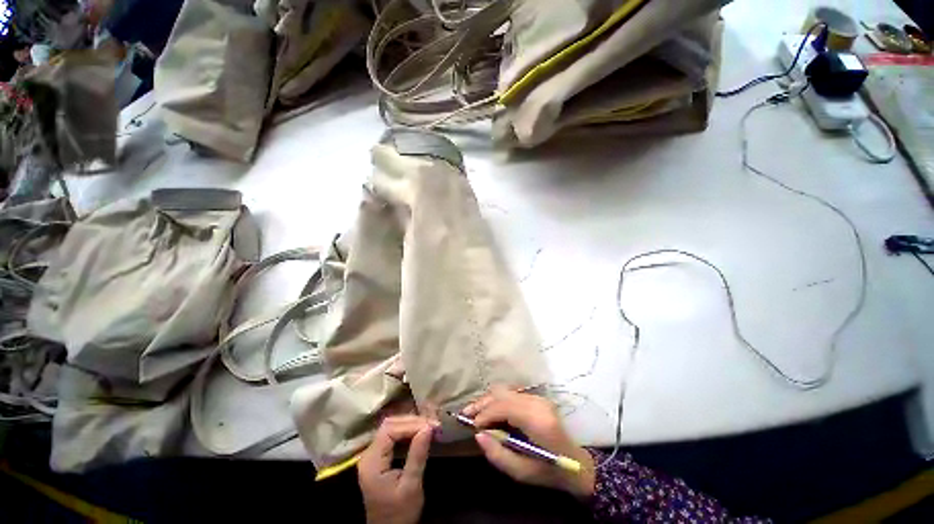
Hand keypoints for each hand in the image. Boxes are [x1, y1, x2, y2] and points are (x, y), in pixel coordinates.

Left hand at [358, 416, 437, 523]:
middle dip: (412, 421)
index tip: (431, 426)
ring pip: (391, 427)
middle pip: (389, 425)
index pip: (390, 430)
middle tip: (432, 424)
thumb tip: (428, 427)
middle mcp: (368, 454)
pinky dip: (407, 431)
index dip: (411, 424)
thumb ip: (417, 455)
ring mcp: (372, 455)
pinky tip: (419, 432)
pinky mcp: (378, 457)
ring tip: (429, 426)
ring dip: (410, 424)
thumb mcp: (411, 486)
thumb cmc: (400, 513)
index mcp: (372, 462)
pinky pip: (392, 435)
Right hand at [463, 388, 595, 499]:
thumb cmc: (549, 472)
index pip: (504, 406)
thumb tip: (478, 435)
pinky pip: (511, 394)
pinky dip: (497, 401)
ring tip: (474, 412)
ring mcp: (538, 398)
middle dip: (482, 404)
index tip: (472, 426)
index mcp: (537, 420)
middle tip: (466, 415)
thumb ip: (498, 455)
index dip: (485, 413)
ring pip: (505, 391)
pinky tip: (490, 411)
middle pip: (502, 394)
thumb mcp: (522, 473)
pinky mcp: (537, 398)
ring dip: (488, 400)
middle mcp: (537, 403)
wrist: (576, 464)